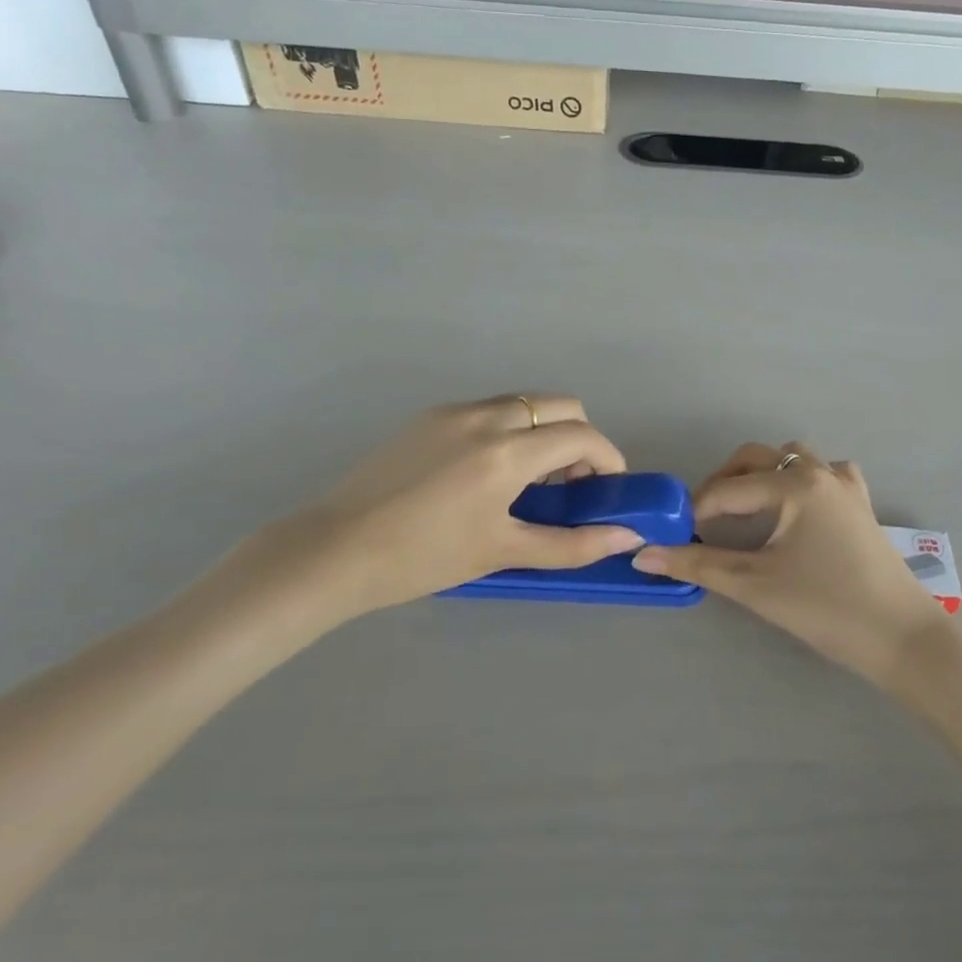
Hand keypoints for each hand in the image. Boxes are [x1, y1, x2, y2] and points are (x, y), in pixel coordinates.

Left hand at [234, 396, 643, 627]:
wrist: (334, 550)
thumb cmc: (424, 558)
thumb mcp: (502, 552)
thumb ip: (571, 544)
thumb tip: (627, 537)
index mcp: (507, 451)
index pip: (581, 436)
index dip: (608, 458)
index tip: (610, 487)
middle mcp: (486, 417)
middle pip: (560, 405)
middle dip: (580, 438)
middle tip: (569, 483)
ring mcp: (454, 411)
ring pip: (524, 403)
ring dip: (544, 431)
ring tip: (528, 481)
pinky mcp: (429, 417)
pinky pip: (490, 410)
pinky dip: (511, 430)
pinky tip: (488, 472)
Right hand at [634, 443, 938, 683]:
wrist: (902, 638)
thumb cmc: (825, 608)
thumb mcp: (754, 585)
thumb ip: (697, 564)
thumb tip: (643, 555)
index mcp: (792, 484)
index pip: (727, 489)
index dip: (695, 510)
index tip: (673, 534)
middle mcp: (818, 472)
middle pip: (756, 458)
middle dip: (724, 483)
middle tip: (703, 520)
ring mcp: (845, 485)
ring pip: (792, 458)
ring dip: (762, 475)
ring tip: (744, 511)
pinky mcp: (861, 504)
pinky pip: (826, 474)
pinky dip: (803, 480)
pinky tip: (797, 508)